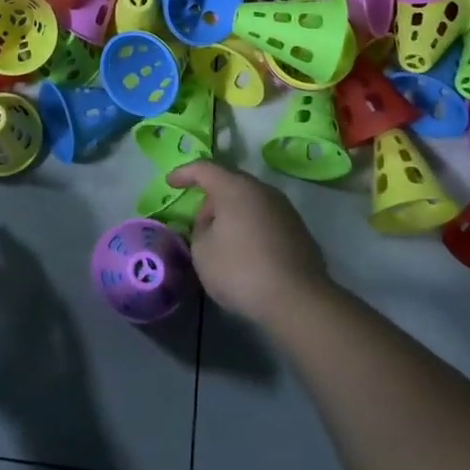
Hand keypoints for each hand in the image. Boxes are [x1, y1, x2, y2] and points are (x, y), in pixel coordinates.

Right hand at [168, 160, 330, 326]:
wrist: (298, 300)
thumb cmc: (240, 270)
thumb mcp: (202, 251)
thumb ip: (200, 230)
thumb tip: (211, 225)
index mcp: (235, 188)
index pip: (204, 169)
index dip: (184, 173)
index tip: (170, 182)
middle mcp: (262, 190)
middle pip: (230, 183)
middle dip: (211, 197)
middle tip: (198, 219)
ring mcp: (285, 209)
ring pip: (251, 201)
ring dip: (233, 213)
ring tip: (221, 237)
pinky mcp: (299, 231)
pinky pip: (266, 219)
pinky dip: (251, 227)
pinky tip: (246, 250)